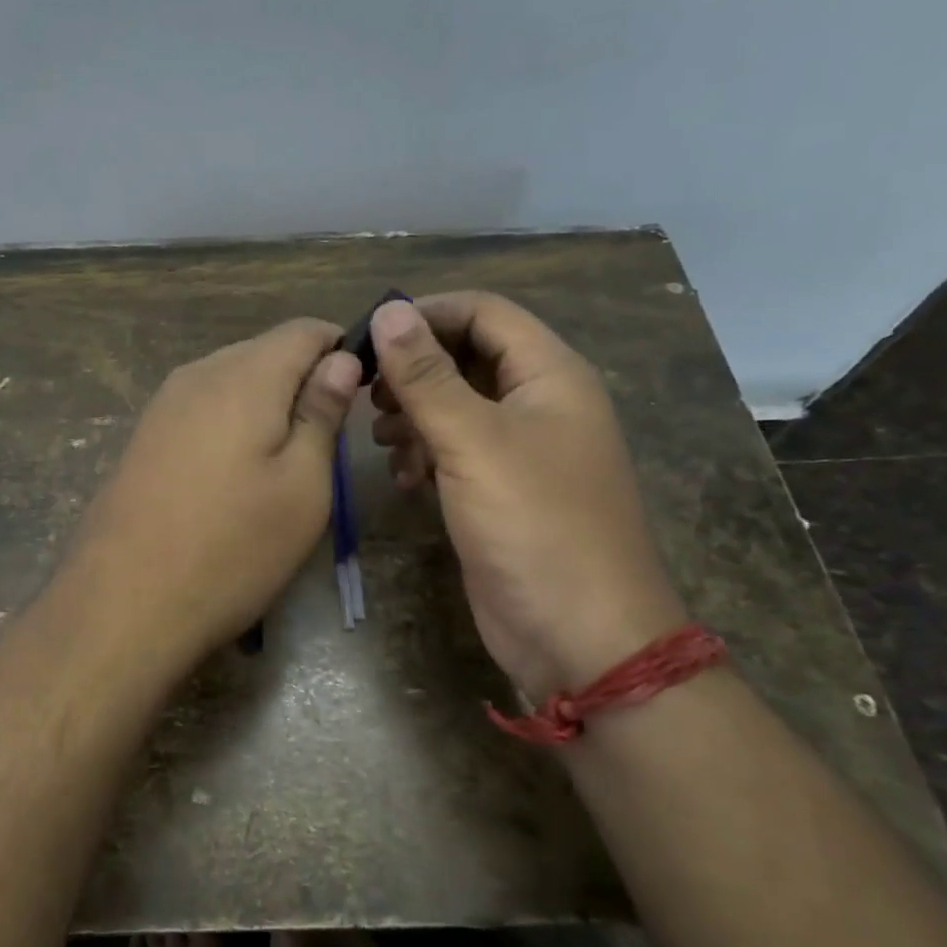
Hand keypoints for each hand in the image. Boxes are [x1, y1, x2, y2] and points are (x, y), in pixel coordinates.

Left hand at [61, 318, 360, 681]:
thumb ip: (322, 414)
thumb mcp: (302, 486)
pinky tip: (235, 474)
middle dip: (303, 380)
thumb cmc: (232, 548)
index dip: (342, 350)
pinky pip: (202, 408)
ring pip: (231, 380)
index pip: (305, 329)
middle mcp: (197, 373)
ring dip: (266, 404)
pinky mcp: (143, 436)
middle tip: (327, 440)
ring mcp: (162, 404)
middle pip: (265, 351)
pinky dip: (231, 424)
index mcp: (244, 375)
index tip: (362, 394)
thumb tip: (341, 359)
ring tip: (283, 462)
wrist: (124, 603)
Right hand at [368, 293, 686, 703]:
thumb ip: (427, 376)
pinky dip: (426, 454)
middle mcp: (539, 403)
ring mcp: (521, 450)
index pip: (484, 312)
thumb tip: (389, 309)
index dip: (426, 315)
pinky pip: (457, 451)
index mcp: (550, 375)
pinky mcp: (502, 491)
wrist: (578, 636)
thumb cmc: (533, 524)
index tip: (368, 338)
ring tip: (381, 440)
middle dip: (414, 371)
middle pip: (467, 357)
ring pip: (457, 405)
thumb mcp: (473, 442)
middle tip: (367, 396)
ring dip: (414, 414)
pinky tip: (404, 479)